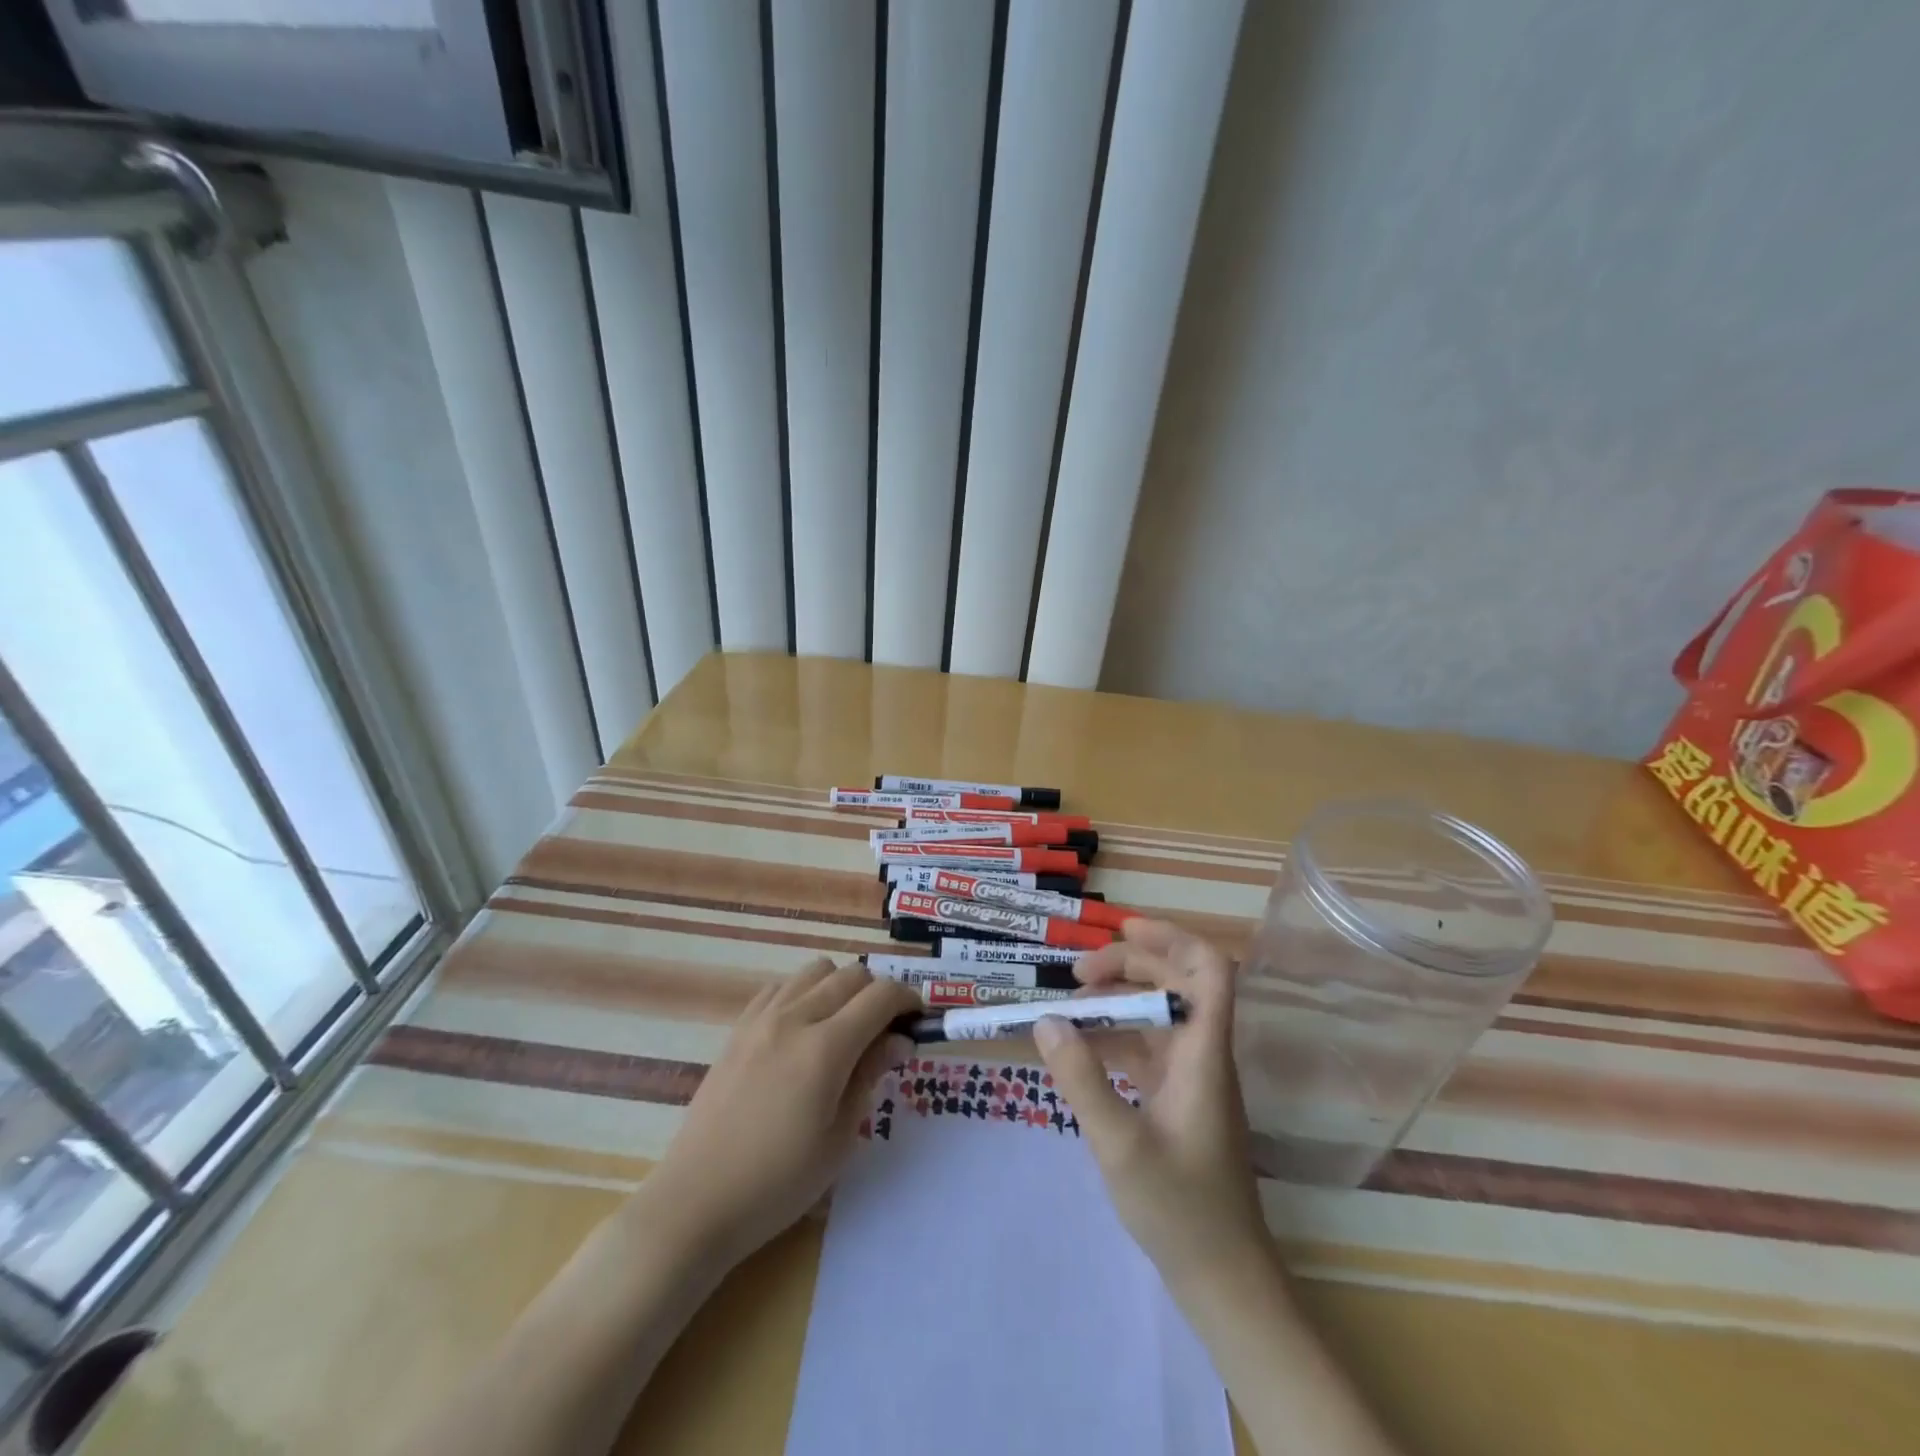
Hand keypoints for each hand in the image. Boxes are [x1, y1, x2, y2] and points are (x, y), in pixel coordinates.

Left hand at [641, 959, 917, 1270]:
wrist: (696, 1202)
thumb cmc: (778, 1183)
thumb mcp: (839, 1138)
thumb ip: (870, 1076)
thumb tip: (899, 1040)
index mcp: (825, 1048)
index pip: (880, 997)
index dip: (907, 1001)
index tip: (917, 1021)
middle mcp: (794, 1018)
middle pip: (851, 976)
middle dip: (878, 994)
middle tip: (884, 1032)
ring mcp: (761, 1019)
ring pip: (815, 970)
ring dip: (840, 987)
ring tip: (842, 1027)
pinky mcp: (738, 1028)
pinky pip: (780, 986)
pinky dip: (803, 993)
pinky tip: (802, 1030)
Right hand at [1031, 920, 1268, 1286]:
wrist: (1223, 1279)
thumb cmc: (1181, 1210)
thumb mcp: (1119, 1145)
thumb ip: (1081, 1079)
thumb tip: (1045, 1020)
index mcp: (1204, 1054)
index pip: (1211, 971)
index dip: (1173, 937)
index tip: (1123, 928)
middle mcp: (1202, 1053)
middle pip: (1176, 982)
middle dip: (1127, 965)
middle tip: (1075, 975)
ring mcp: (1191, 1076)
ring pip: (1157, 1014)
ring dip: (1116, 1001)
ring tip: (1067, 1009)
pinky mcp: (1178, 1098)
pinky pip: (1146, 1047)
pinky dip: (1114, 1037)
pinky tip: (1080, 1049)